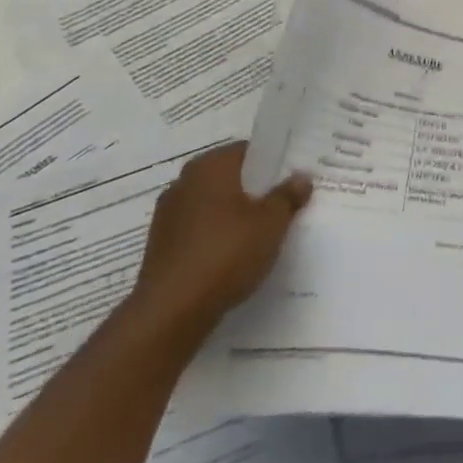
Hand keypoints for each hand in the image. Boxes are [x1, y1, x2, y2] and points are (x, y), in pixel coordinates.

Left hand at [127, 142, 311, 340]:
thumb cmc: (226, 253)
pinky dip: (218, 235)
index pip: (250, 151)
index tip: (295, 178)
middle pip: (231, 177)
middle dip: (256, 189)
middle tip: (286, 204)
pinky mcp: (161, 244)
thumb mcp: (272, 222)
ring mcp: (169, 214)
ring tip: (264, 232)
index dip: (275, 163)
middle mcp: (185, 182)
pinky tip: (236, 255)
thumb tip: (300, 177)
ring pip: (214, 204)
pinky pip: (200, 229)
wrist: (171, 311)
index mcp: (210, 166)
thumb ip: (288, 196)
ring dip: (236, 213)